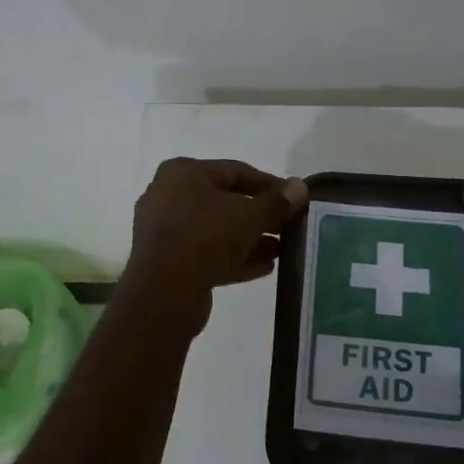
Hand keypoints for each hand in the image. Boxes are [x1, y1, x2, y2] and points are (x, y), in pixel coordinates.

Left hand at [121, 158, 307, 324]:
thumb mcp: (250, 216)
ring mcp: (165, 231)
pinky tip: (265, 267)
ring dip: (250, 239)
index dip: (269, 184)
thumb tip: (300, 187)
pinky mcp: (167, 261)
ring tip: (283, 249)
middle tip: (290, 227)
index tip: (295, 199)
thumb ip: (277, 202)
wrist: (163, 292)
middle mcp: (168, 196)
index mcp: (183, 173)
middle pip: (224, 201)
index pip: (235, 171)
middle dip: (260, 215)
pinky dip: (234, 258)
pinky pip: (206, 253)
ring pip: (216, 230)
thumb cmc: (206, 238)